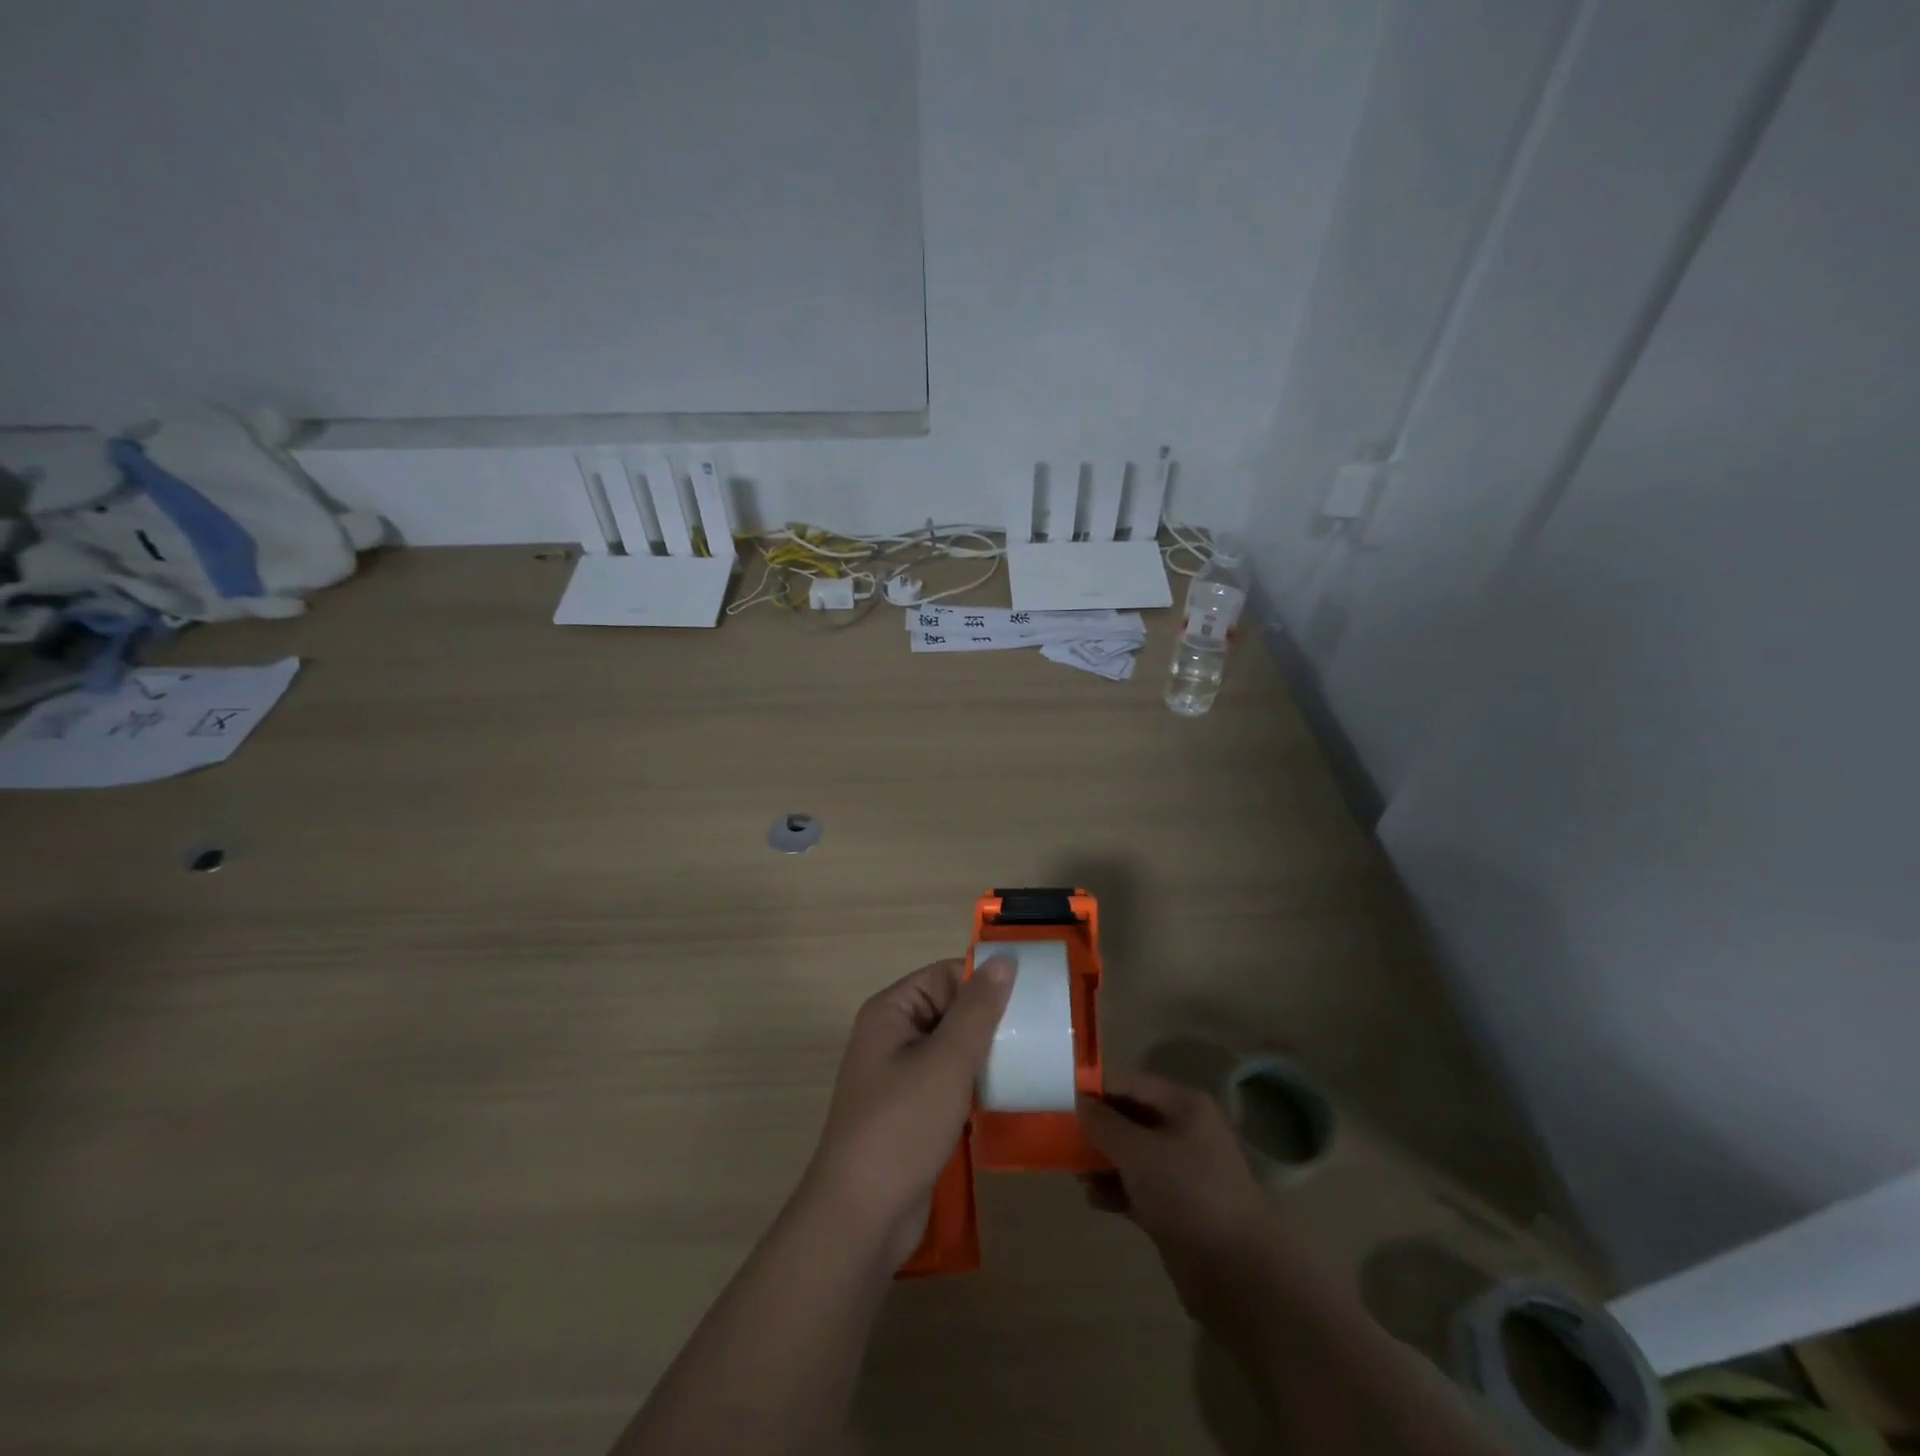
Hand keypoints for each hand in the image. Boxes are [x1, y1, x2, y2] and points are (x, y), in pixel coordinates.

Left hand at [802, 956, 1013, 1264]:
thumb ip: (977, 1009)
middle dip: (992, 1018)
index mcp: (891, 1011)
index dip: (986, 981)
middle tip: (1041, 1030)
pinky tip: (1009, 1091)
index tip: (1033, 995)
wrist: (862, 1217)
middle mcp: (892, 1035)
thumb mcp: (946, 1061)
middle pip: (951, 1009)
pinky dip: (977, 1082)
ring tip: (1034, 1057)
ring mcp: (901, 1075)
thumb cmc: (902, 1126)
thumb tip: (1004, 957)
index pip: (946, 976)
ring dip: (988, 1052)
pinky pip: (950, 1080)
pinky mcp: (912, 1110)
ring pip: (954, 1047)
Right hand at [1078, 1070, 1287, 1321]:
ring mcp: (1182, 1172)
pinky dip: (1116, 1189)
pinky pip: (1138, 1187)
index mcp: (1184, 1106)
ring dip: (1102, 1161)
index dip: (1096, 1090)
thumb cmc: (1187, 1194)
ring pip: (1131, 1155)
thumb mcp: (1138, 1152)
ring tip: (1076, 1174)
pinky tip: (1096, 1199)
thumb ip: (1104, 1124)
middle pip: (1130, 1118)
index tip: (1061, 1101)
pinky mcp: (1176, 1208)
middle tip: (1062, 1140)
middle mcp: (1184, 1132)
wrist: (1239, 1274)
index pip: (1130, 1084)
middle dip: (1097, 1129)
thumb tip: (1079, 1102)